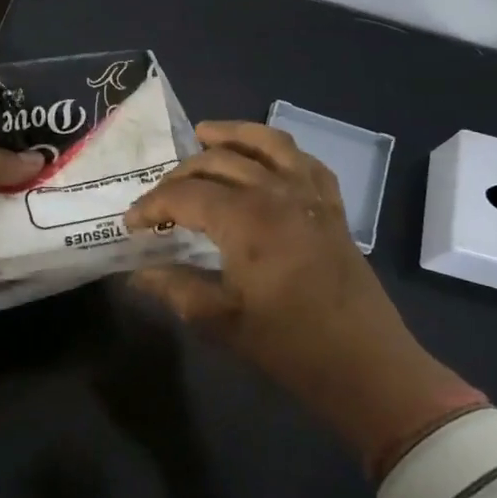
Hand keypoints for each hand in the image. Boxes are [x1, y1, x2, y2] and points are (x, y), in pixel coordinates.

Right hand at [127, 122, 484, 478]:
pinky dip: (278, 150)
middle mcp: (277, 193)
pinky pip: (304, 160)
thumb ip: (173, 288)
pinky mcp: (332, 206)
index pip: (185, 195)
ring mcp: (310, 195)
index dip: (152, 205)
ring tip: (204, 134)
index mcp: (246, 220)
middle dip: (180, 174)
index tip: (131, 224)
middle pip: (218, 162)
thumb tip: (137, 272)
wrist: (365, 364)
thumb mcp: (220, 321)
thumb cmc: (289, 345)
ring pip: (266, 143)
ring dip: (231, 134)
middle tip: (159, 198)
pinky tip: (264, 158)